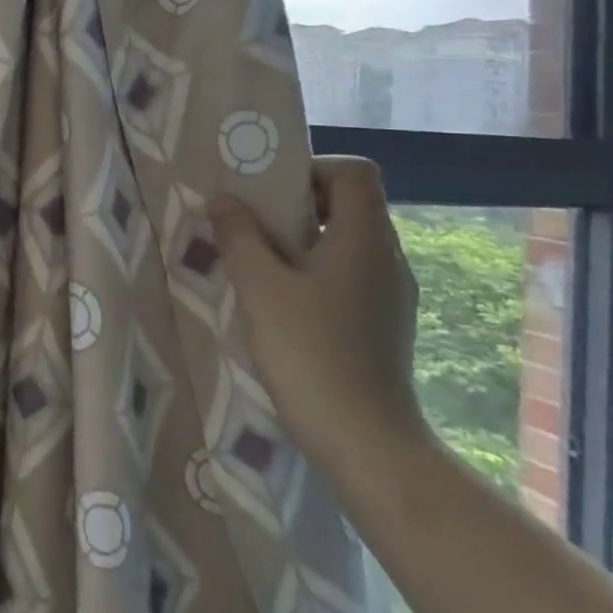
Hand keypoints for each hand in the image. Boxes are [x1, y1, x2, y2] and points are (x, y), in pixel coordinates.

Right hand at [208, 157, 426, 466]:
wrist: (366, 443)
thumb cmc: (311, 353)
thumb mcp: (260, 287)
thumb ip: (239, 235)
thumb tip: (223, 199)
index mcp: (365, 239)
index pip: (355, 171)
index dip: (312, 168)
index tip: (269, 194)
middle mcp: (386, 258)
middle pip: (349, 203)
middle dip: (296, 204)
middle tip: (250, 225)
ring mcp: (390, 293)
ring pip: (346, 241)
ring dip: (301, 240)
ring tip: (257, 264)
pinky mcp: (382, 323)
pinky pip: (347, 274)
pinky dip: (313, 271)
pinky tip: (281, 303)